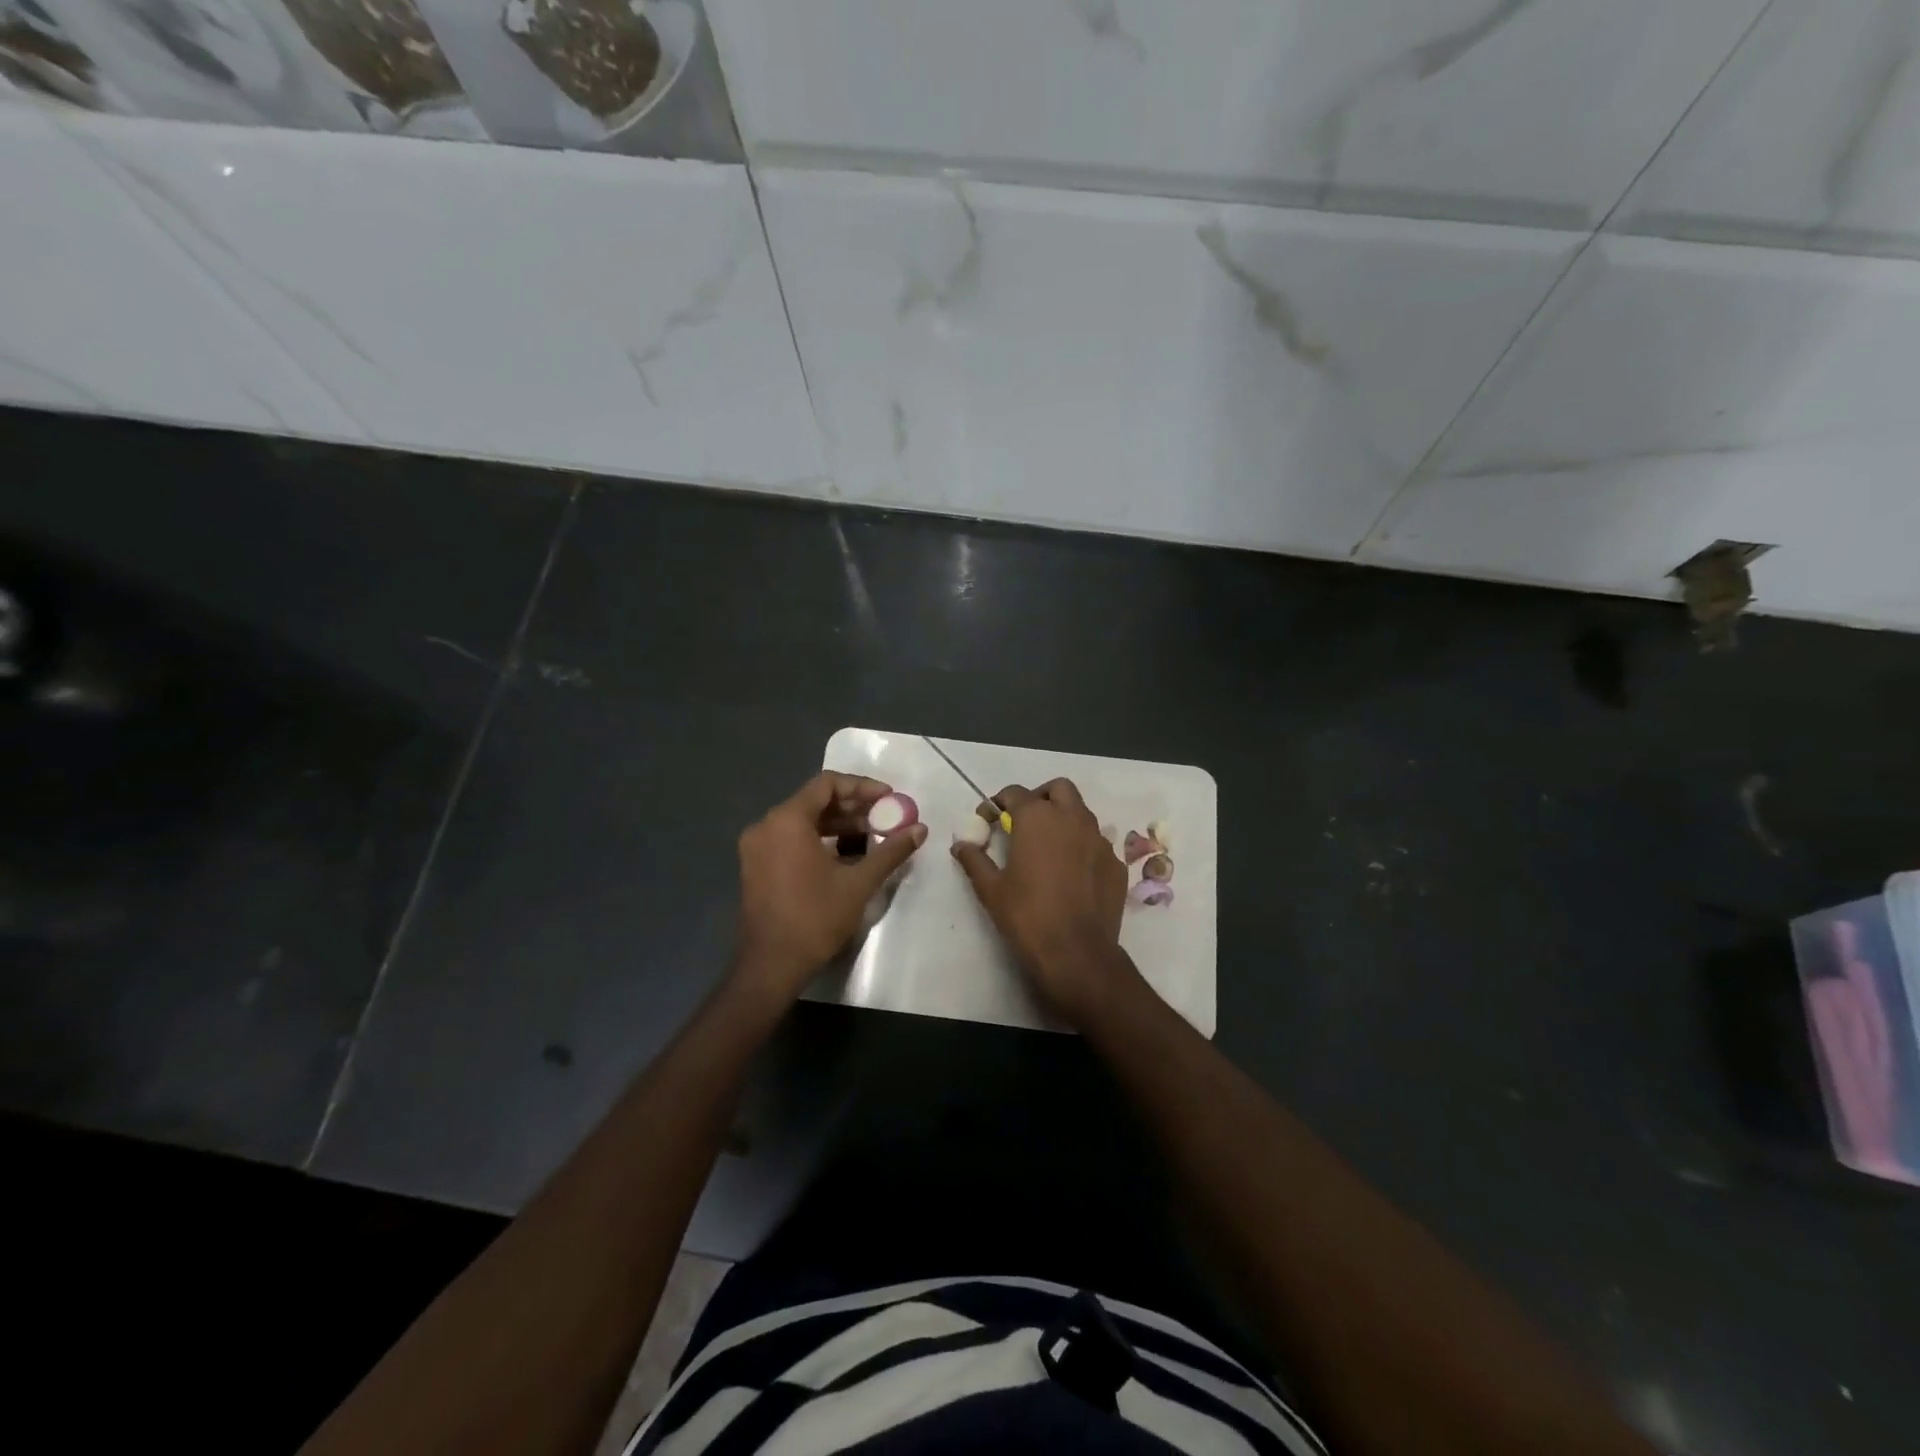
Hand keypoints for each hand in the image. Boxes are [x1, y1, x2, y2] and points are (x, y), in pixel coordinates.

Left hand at [732, 772, 926, 1002]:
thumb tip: (920, 830)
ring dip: (838, 824)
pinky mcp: (756, 866)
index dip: (861, 786)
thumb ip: (890, 851)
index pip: (827, 784)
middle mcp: (766, 825)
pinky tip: (846, 855)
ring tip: (872, 835)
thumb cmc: (815, 918)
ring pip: (803, 821)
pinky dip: (819, 839)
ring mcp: (757, 847)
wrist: (771, 965)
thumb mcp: (859, 883)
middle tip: (885, 817)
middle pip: (814, 801)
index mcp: (787, 821)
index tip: (889, 798)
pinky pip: (791, 838)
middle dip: (853, 806)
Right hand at [951, 778, 1135, 1024]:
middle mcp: (1073, 819)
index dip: (998, 802)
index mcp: (1038, 818)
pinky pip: (1098, 843)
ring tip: (1049, 847)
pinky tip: (1072, 873)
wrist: (1077, 953)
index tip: (989, 819)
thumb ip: (975, 860)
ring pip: (1082, 813)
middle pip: (1059, 789)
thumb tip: (961, 844)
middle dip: (1040, 797)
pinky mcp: (1116, 863)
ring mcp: (1100, 840)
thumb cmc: (1027, 916)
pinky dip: (1083, 847)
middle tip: (1025, 820)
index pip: (1015, 792)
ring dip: (1064, 819)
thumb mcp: (991, 889)